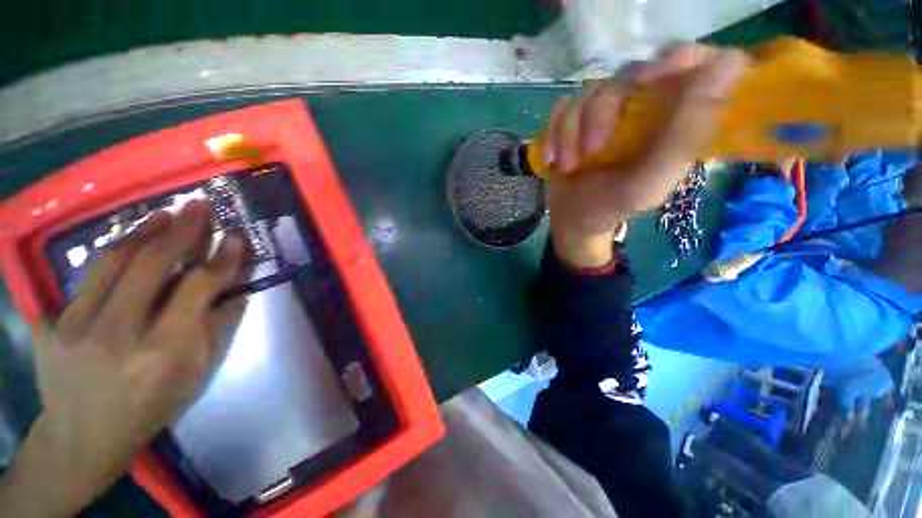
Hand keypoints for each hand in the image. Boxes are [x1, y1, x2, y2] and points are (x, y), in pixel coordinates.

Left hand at [0, 201, 247, 517]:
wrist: (82, 435)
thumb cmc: (151, 406)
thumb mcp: (196, 374)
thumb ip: (219, 328)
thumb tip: (238, 290)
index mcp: (164, 351)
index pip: (198, 288)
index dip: (221, 259)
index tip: (236, 237)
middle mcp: (118, 334)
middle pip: (151, 265)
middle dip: (182, 229)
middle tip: (199, 205)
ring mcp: (76, 327)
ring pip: (113, 262)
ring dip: (144, 232)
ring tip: (165, 214)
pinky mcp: (51, 324)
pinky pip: (87, 280)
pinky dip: (113, 257)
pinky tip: (128, 247)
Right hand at [542, 45, 749, 267]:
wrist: (574, 220)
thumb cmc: (613, 206)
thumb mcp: (650, 180)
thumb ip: (686, 132)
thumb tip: (732, 62)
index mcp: (675, 117)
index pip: (692, 61)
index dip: (673, 60)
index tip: (645, 81)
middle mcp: (644, 105)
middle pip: (626, 75)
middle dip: (599, 115)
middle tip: (590, 153)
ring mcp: (606, 111)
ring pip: (587, 93)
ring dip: (570, 133)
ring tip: (569, 166)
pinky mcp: (576, 120)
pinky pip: (562, 108)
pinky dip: (554, 134)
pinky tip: (553, 159)